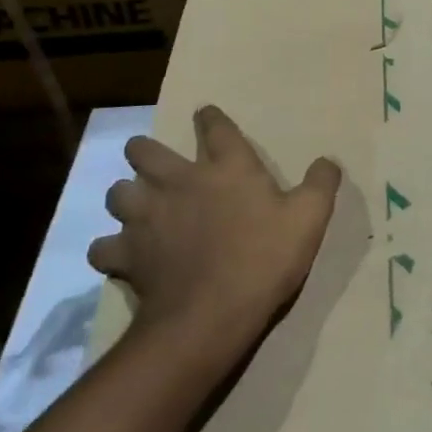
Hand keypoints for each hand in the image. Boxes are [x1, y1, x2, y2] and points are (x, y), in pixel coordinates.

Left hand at [89, 105, 341, 338]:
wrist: (210, 315)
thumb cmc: (264, 259)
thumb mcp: (309, 218)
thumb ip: (321, 183)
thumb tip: (328, 160)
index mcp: (227, 167)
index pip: (214, 127)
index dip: (209, 118)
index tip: (205, 116)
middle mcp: (180, 181)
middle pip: (146, 151)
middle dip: (145, 151)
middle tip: (153, 161)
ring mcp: (147, 216)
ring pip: (118, 193)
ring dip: (125, 196)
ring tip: (136, 207)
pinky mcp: (127, 254)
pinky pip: (103, 247)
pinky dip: (109, 249)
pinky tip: (120, 255)